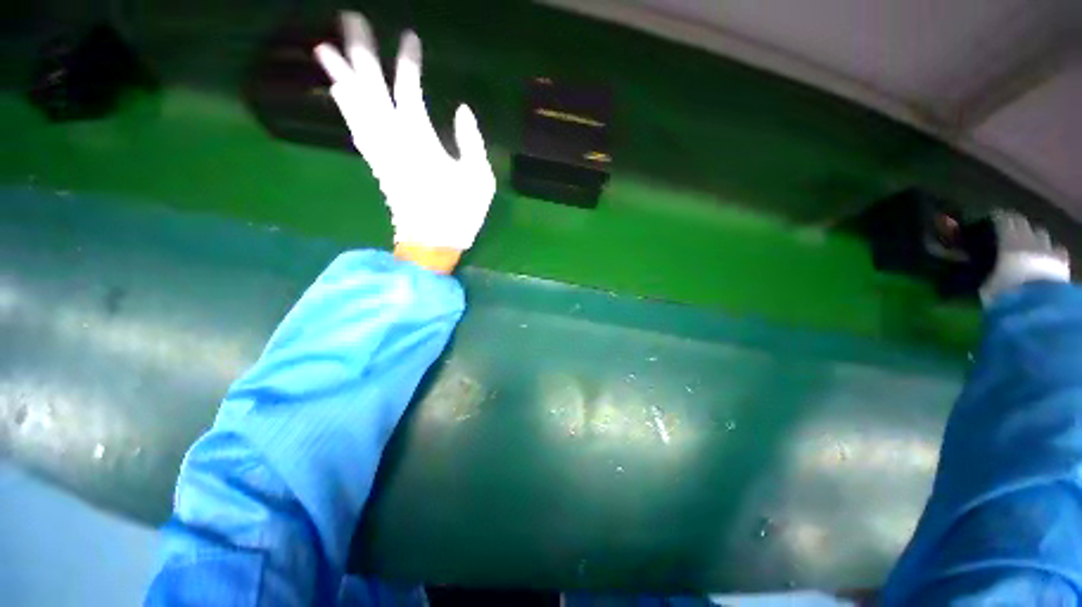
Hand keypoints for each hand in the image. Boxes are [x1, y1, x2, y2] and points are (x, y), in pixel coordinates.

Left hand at [314, 11, 495, 270]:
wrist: (431, 243)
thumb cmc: (460, 212)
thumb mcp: (479, 180)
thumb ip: (472, 143)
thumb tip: (462, 109)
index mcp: (421, 141)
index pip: (409, 90)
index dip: (407, 62)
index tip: (409, 36)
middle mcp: (393, 139)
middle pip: (371, 89)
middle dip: (359, 53)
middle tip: (348, 18)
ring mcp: (381, 152)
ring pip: (355, 107)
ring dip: (340, 76)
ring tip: (324, 47)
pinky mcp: (377, 165)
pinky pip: (356, 130)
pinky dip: (345, 108)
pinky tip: (337, 93)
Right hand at [981, 210, 1070, 303]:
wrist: (1037, 306)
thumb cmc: (1004, 292)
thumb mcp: (981, 281)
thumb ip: (973, 265)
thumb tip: (957, 254)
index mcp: (1009, 237)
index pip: (1001, 218)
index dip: (994, 217)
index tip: (986, 218)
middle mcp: (1029, 237)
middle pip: (1022, 223)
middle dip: (1014, 223)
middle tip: (1005, 229)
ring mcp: (1048, 248)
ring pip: (1040, 234)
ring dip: (1033, 236)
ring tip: (1025, 243)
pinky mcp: (1061, 261)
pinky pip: (1056, 249)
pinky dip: (1050, 249)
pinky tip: (1045, 256)